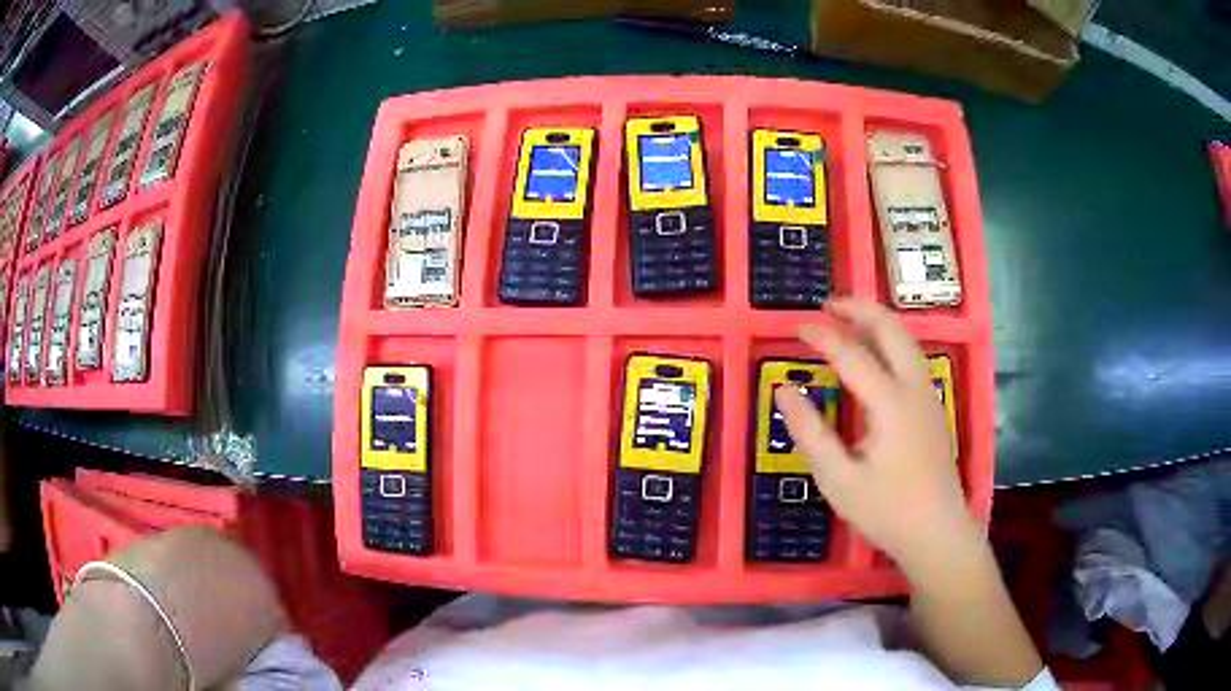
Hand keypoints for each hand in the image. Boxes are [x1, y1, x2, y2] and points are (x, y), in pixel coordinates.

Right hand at [775, 298, 977, 572]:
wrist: (937, 532)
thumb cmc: (886, 510)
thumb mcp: (839, 480)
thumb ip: (810, 433)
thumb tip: (784, 390)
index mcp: (890, 403)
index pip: (851, 354)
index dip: (822, 336)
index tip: (796, 327)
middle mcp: (913, 388)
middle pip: (891, 329)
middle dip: (860, 309)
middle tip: (828, 305)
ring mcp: (928, 396)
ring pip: (906, 340)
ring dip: (877, 322)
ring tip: (847, 320)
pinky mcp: (932, 408)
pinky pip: (911, 357)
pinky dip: (889, 341)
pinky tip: (874, 356)